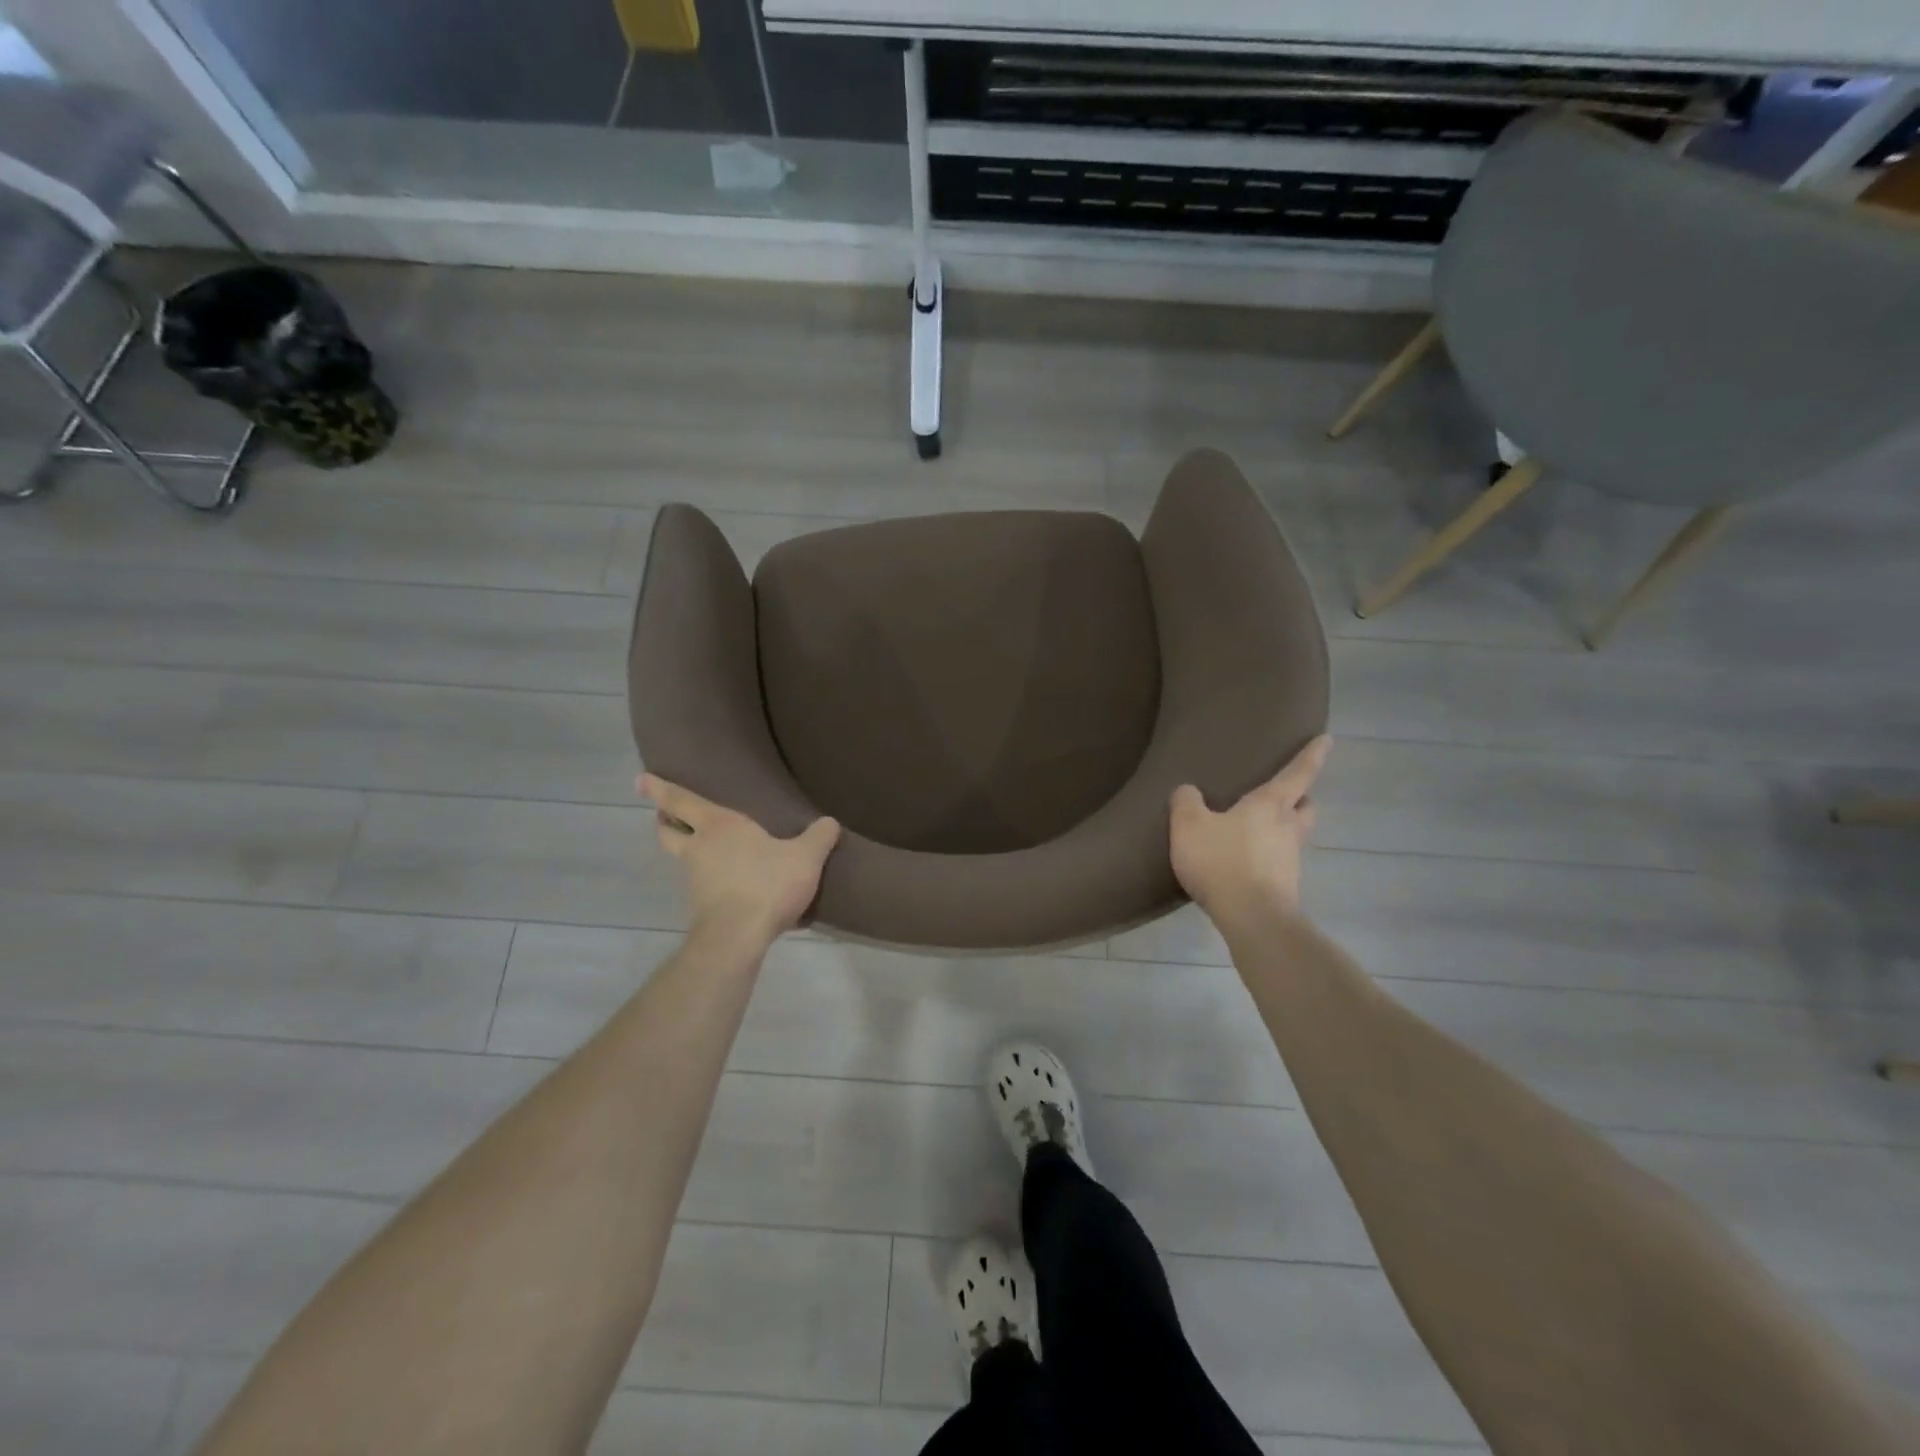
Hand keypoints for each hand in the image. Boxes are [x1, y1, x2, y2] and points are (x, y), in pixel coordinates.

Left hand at [638, 774, 840, 943]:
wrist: (738, 937)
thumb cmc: (767, 884)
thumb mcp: (805, 857)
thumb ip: (820, 837)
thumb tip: (830, 823)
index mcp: (718, 825)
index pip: (680, 800)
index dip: (659, 788)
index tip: (640, 779)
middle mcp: (698, 848)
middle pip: (668, 830)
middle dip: (665, 820)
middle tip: (667, 815)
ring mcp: (695, 880)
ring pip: (682, 859)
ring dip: (688, 852)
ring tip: (710, 851)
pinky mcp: (700, 907)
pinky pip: (701, 886)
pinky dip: (708, 881)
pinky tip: (730, 885)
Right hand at [1169, 735, 1330, 925]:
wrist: (1252, 918)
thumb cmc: (1222, 861)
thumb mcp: (1189, 826)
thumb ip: (1186, 802)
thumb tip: (1188, 791)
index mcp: (1270, 805)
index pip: (1297, 773)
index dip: (1312, 755)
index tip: (1327, 739)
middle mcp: (1287, 828)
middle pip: (1306, 806)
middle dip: (1301, 798)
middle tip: (1288, 795)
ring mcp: (1290, 860)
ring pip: (1295, 835)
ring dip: (1284, 829)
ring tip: (1257, 831)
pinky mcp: (1285, 887)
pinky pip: (1279, 863)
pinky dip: (1268, 858)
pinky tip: (1245, 863)